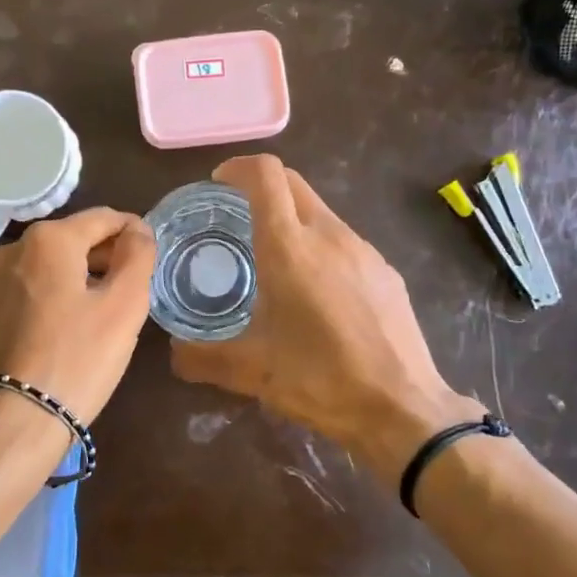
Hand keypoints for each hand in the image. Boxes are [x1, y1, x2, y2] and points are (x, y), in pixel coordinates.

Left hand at [0, 207, 155, 426]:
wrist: (9, 423)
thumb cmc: (76, 360)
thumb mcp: (123, 306)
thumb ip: (137, 257)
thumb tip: (137, 230)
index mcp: (49, 239)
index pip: (104, 218)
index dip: (134, 232)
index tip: (152, 258)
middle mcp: (13, 249)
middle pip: (74, 239)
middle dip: (107, 257)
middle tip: (134, 291)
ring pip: (51, 266)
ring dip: (82, 278)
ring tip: (106, 313)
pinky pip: (31, 290)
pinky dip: (56, 297)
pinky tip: (71, 329)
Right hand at [170, 155, 481, 485]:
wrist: (403, 408)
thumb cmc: (322, 381)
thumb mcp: (252, 373)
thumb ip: (202, 358)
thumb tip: (173, 353)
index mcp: (290, 248)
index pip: (265, 175)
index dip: (239, 168)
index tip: (220, 183)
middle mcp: (329, 235)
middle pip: (293, 183)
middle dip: (262, 186)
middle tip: (237, 216)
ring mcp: (364, 250)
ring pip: (320, 211)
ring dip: (292, 218)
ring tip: (274, 259)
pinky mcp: (386, 271)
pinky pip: (344, 240)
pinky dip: (320, 245)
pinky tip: (317, 290)